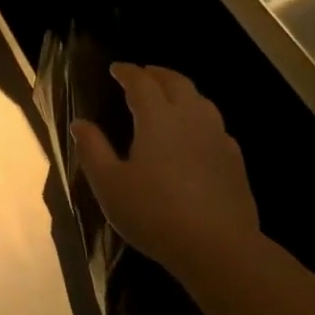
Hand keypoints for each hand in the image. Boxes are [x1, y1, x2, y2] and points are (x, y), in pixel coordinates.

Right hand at [71, 63, 258, 279]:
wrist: (217, 246)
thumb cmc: (154, 213)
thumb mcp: (110, 184)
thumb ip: (93, 150)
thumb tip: (80, 123)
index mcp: (158, 118)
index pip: (142, 83)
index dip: (128, 72)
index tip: (116, 68)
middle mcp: (191, 118)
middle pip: (176, 83)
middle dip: (157, 74)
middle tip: (143, 74)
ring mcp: (218, 138)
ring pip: (201, 100)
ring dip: (182, 91)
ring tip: (169, 97)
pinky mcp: (234, 160)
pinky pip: (216, 126)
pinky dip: (200, 117)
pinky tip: (197, 134)